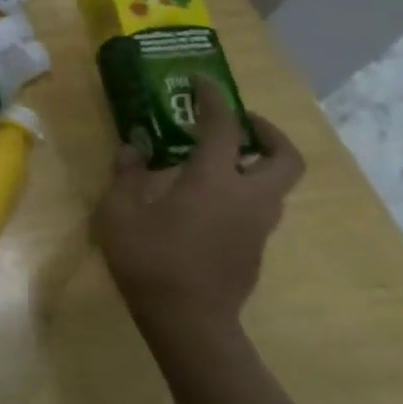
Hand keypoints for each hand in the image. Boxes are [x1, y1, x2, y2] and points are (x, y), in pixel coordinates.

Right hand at [92, 76, 304, 341]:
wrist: (189, 322)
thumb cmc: (149, 260)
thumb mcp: (118, 212)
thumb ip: (127, 174)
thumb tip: (134, 146)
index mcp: (214, 181)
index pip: (223, 127)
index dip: (214, 98)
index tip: (201, 81)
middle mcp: (248, 198)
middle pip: (284, 157)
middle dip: (266, 132)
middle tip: (235, 122)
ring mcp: (257, 226)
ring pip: (275, 183)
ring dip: (255, 162)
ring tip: (215, 157)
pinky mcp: (254, 248)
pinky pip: (258, 206)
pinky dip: (243, 188)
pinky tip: (204, 197)